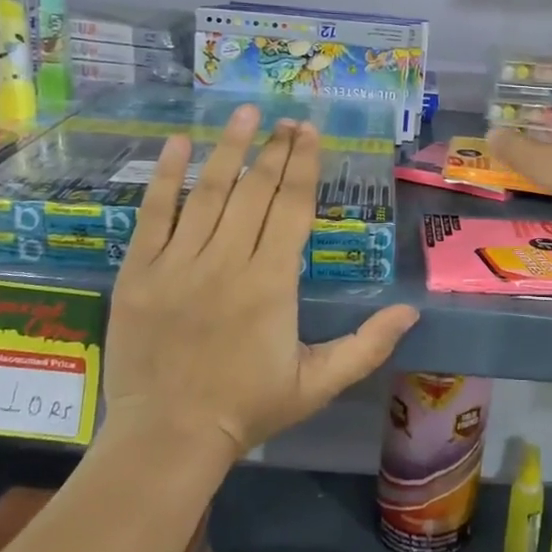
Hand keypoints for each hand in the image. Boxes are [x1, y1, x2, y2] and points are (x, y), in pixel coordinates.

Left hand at [102, 105, 418, 460]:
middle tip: (287, 119)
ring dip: (229, 148)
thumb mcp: (318, 383)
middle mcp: (227, 261)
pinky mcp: (139, 272)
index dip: (303, 165)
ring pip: (208, 192)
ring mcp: (179, 263)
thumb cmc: (248, 408)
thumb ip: (367, 346)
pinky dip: (166, 177)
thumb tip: (411, 312)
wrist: (167, 438)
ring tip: (245, 113)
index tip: (310, 132)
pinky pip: (154, 214)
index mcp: (272, 283)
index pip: (292, 207)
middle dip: (274, 149)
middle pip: (255, 190)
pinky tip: (177, 143)